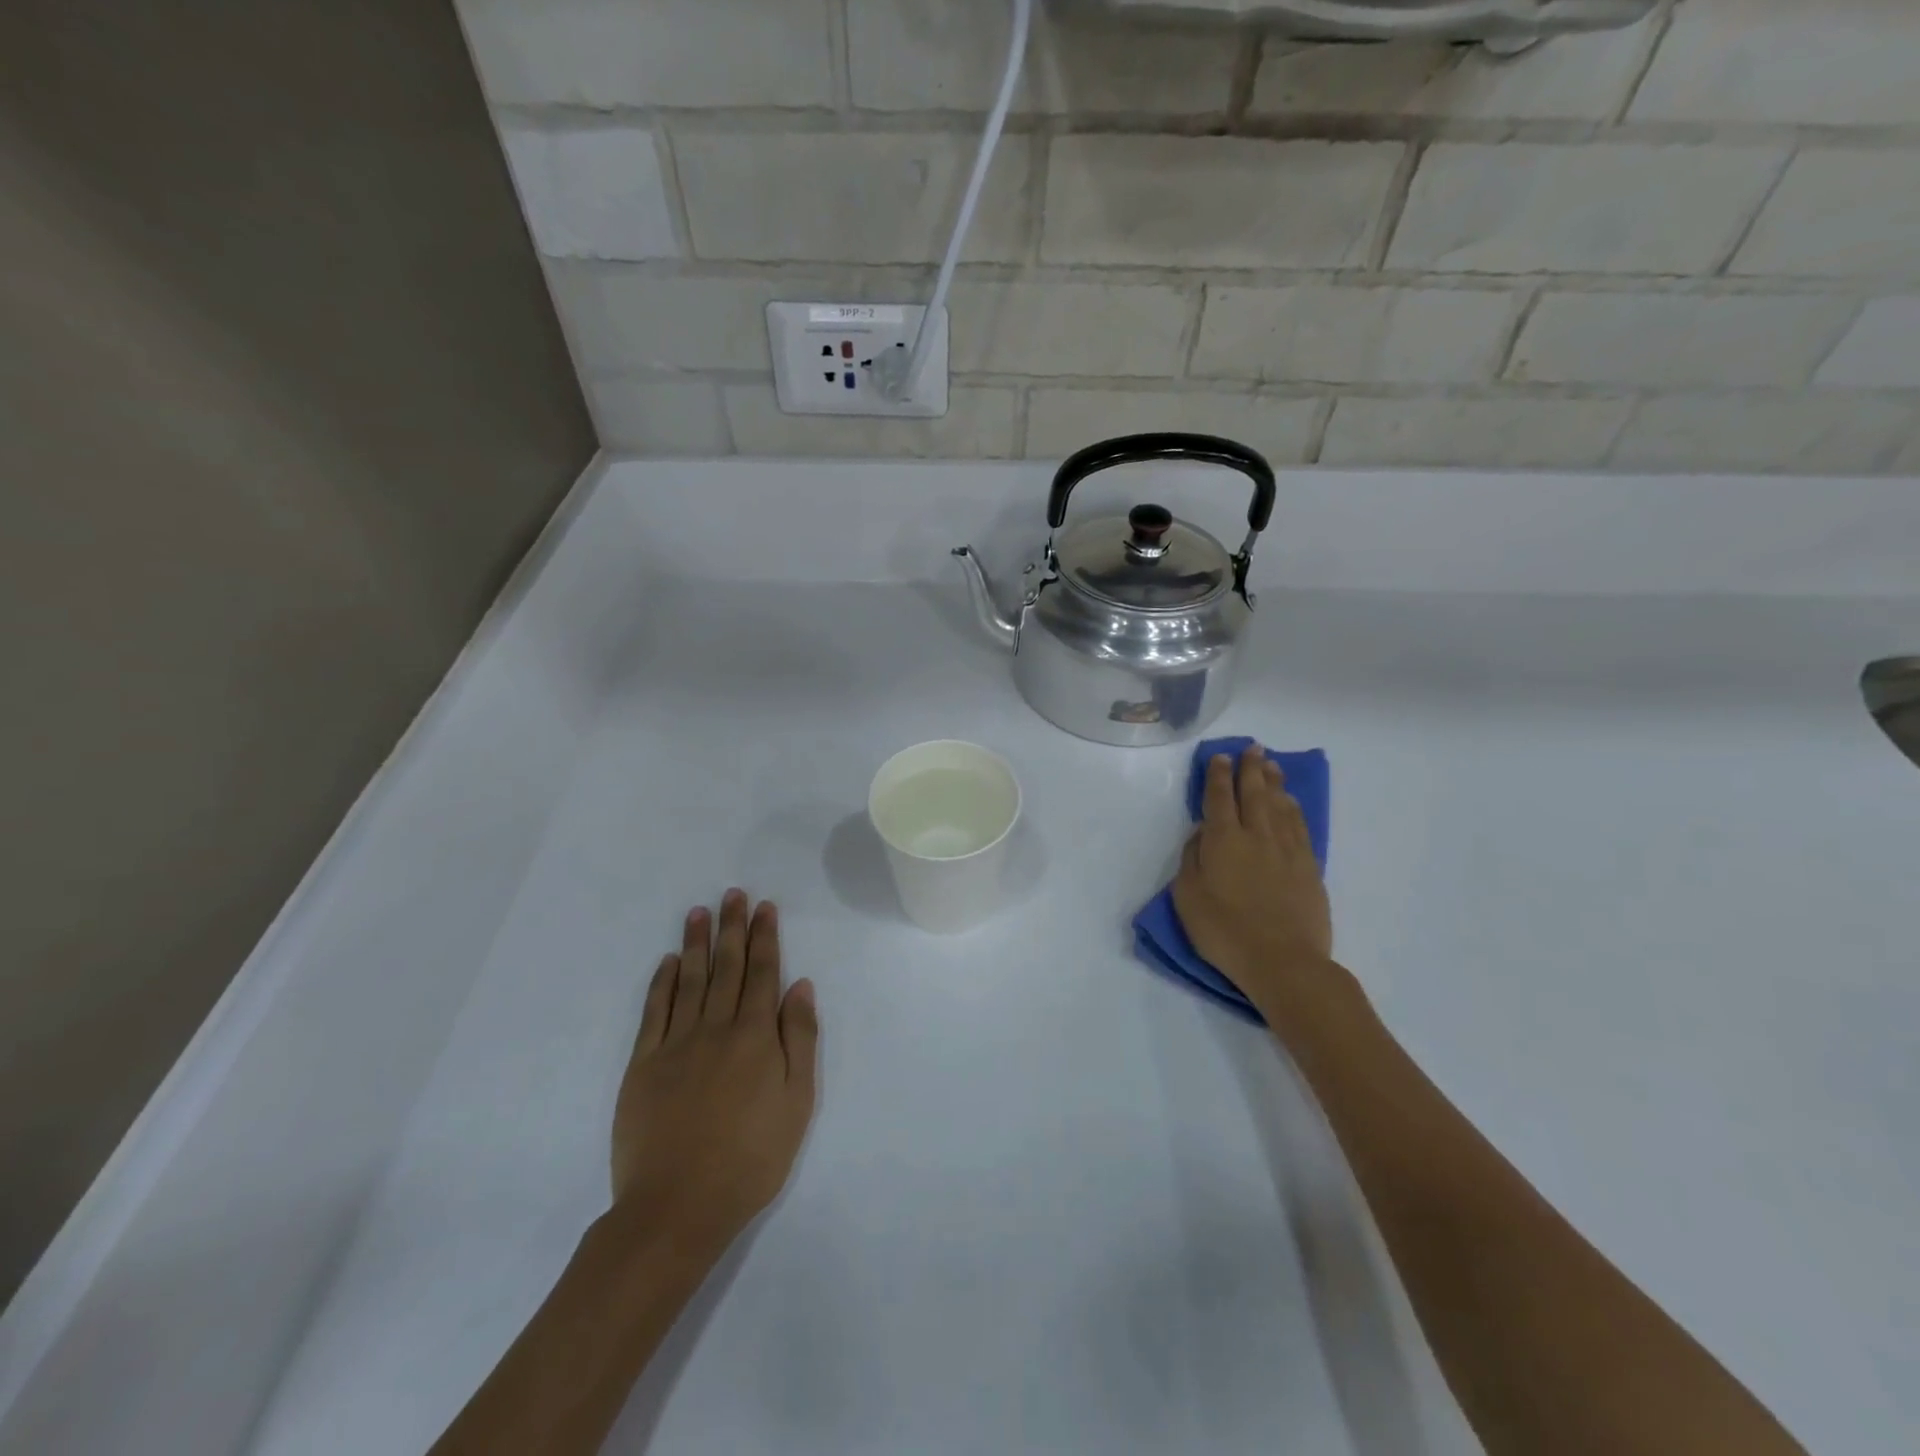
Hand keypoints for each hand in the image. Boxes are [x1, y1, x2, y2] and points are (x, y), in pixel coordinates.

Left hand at [611, 890, 818, 1242]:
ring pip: (688, 980)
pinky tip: (667, 962)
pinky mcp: (643, 1065)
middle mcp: (715, 1028)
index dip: (764, 937)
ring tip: (699, 911)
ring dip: (696, 943)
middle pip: (727, 967)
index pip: (763, 973)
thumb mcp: (797, 1102)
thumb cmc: (751, 1158)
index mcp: (755, 1036)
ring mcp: (675, 1044)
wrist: (677, 1207)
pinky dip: (661, 982)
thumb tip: (800, 985)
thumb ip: (799, 1039)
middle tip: (733, 894)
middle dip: (732, 927)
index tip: (764, 908)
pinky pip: (654, 1011)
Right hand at [1172, 744, 1334, 1013]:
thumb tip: (1201, 833)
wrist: (1283, 961)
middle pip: (1254, 793)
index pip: (1219, 798)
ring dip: (1273, 782)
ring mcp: (1286, 850)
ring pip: (1280, 805)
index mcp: (1223, 840)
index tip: (1220, 757)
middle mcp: (1256, 835)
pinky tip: (1290, 801)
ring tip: (1271, 764)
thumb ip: (1192, 859)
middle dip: (1250, 768)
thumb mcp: (1188, 897)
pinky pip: (1300, 826)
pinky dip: (1293, 808)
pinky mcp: (1309, 867)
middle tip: (1252, 747)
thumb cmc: (1224, 932)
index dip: (1218, 776)